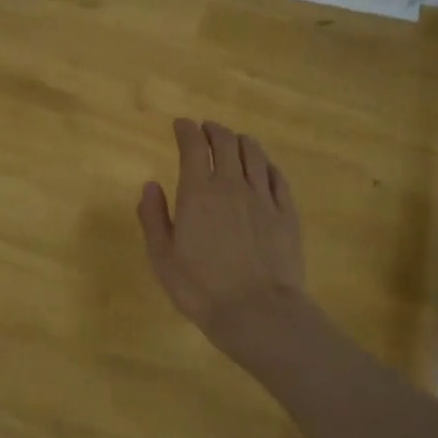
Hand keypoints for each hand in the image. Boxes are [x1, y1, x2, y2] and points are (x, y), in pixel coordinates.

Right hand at [137, 118, 312, 367]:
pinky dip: (266, 165)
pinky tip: (263, 168)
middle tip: (206, 129)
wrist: (258, 312)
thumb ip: (153, 217)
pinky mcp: (287, 213)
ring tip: (234, 141)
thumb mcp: (162, 257)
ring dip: (241, 141)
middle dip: (214, 130)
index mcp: (198, 193)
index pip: (193, 146)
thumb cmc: (201, 288)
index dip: (186, 130)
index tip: (181, 125)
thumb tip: (150, 185)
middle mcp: (231, 185)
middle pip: (226, 142)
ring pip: (254, 154)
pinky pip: (277, 177)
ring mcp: (264, 197)